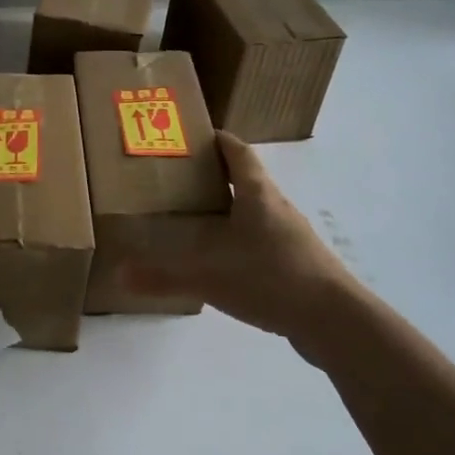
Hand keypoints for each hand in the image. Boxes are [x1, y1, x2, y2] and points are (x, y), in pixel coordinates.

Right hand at [125, 132, 354, 351]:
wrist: (334, 320)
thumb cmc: (271, 279)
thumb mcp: (209, 277)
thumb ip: (164, 276)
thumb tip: (120, 275)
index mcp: (257, 195)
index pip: (238, 153)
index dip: (219, 140)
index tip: (197, 135)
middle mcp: (277, 207)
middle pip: (247, 179)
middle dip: (217, 175)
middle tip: (183, 179)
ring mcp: (292, 235)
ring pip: (258, 210)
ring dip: (232, 208)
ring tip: (200, 218)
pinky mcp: (300, 262)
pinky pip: (266, 239)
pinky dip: (245, 239)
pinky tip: (227, 261)